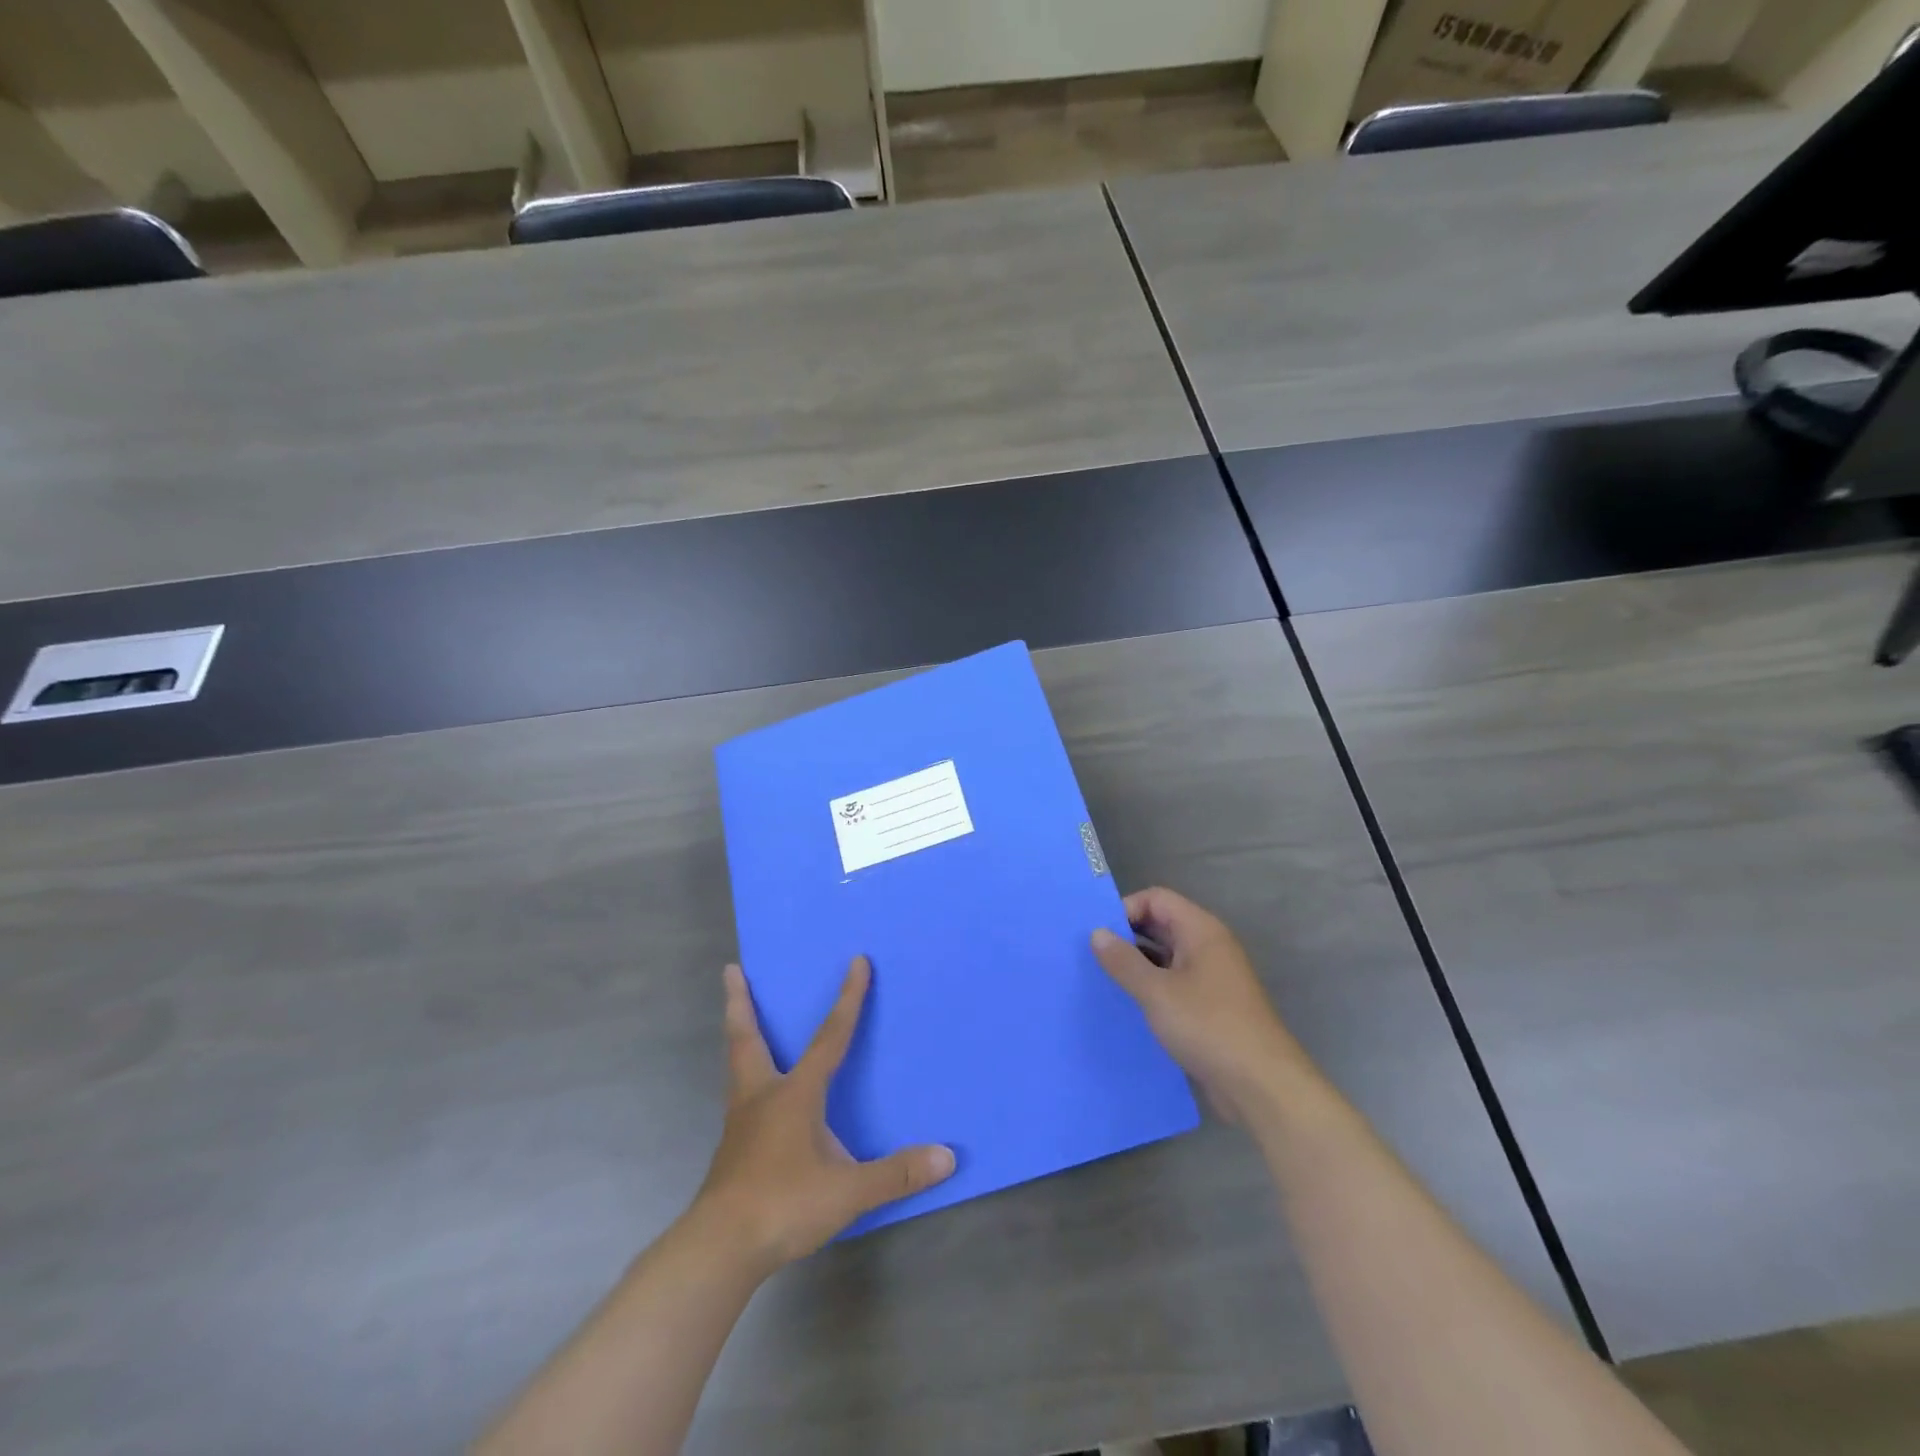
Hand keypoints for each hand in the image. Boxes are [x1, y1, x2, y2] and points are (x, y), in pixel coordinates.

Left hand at [694, 958, 954, 1273]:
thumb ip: (896, 1174)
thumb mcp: (848, 1192)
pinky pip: (740, 1097)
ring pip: (738, 1066)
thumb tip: (946, 1157)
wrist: (719, 1249)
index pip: (829, 1037)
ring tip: (740, 1022)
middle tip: (732, 971)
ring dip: (740, 1037)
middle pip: (747, 1038)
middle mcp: (762, 1096)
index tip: (857, 961)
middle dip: (740, 1003)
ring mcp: (740, 1123)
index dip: (848, 999)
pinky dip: (745, 1078)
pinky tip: (758, 1098)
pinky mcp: (732, 1149)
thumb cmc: (783, 1205)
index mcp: (795, 1094)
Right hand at [1092, 887, 1311, 1123]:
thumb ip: (1124, 961)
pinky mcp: (1210, 1007)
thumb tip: (1097, 933)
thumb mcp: (1157, 992)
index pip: (1157, 899)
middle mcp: (1208, 947)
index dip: (1126, 909)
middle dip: (1127, 936)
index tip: (1098, 934)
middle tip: (1091, 955)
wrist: (1262, 1086)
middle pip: (1161, 925)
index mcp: (1201, 931)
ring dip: (1137, 965)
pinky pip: (1173, 984)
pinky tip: (1127, 1006)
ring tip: (1102, 979)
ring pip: (1166, 957)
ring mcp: (1211, 978)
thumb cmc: (1209, 1027)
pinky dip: (1151, 988)